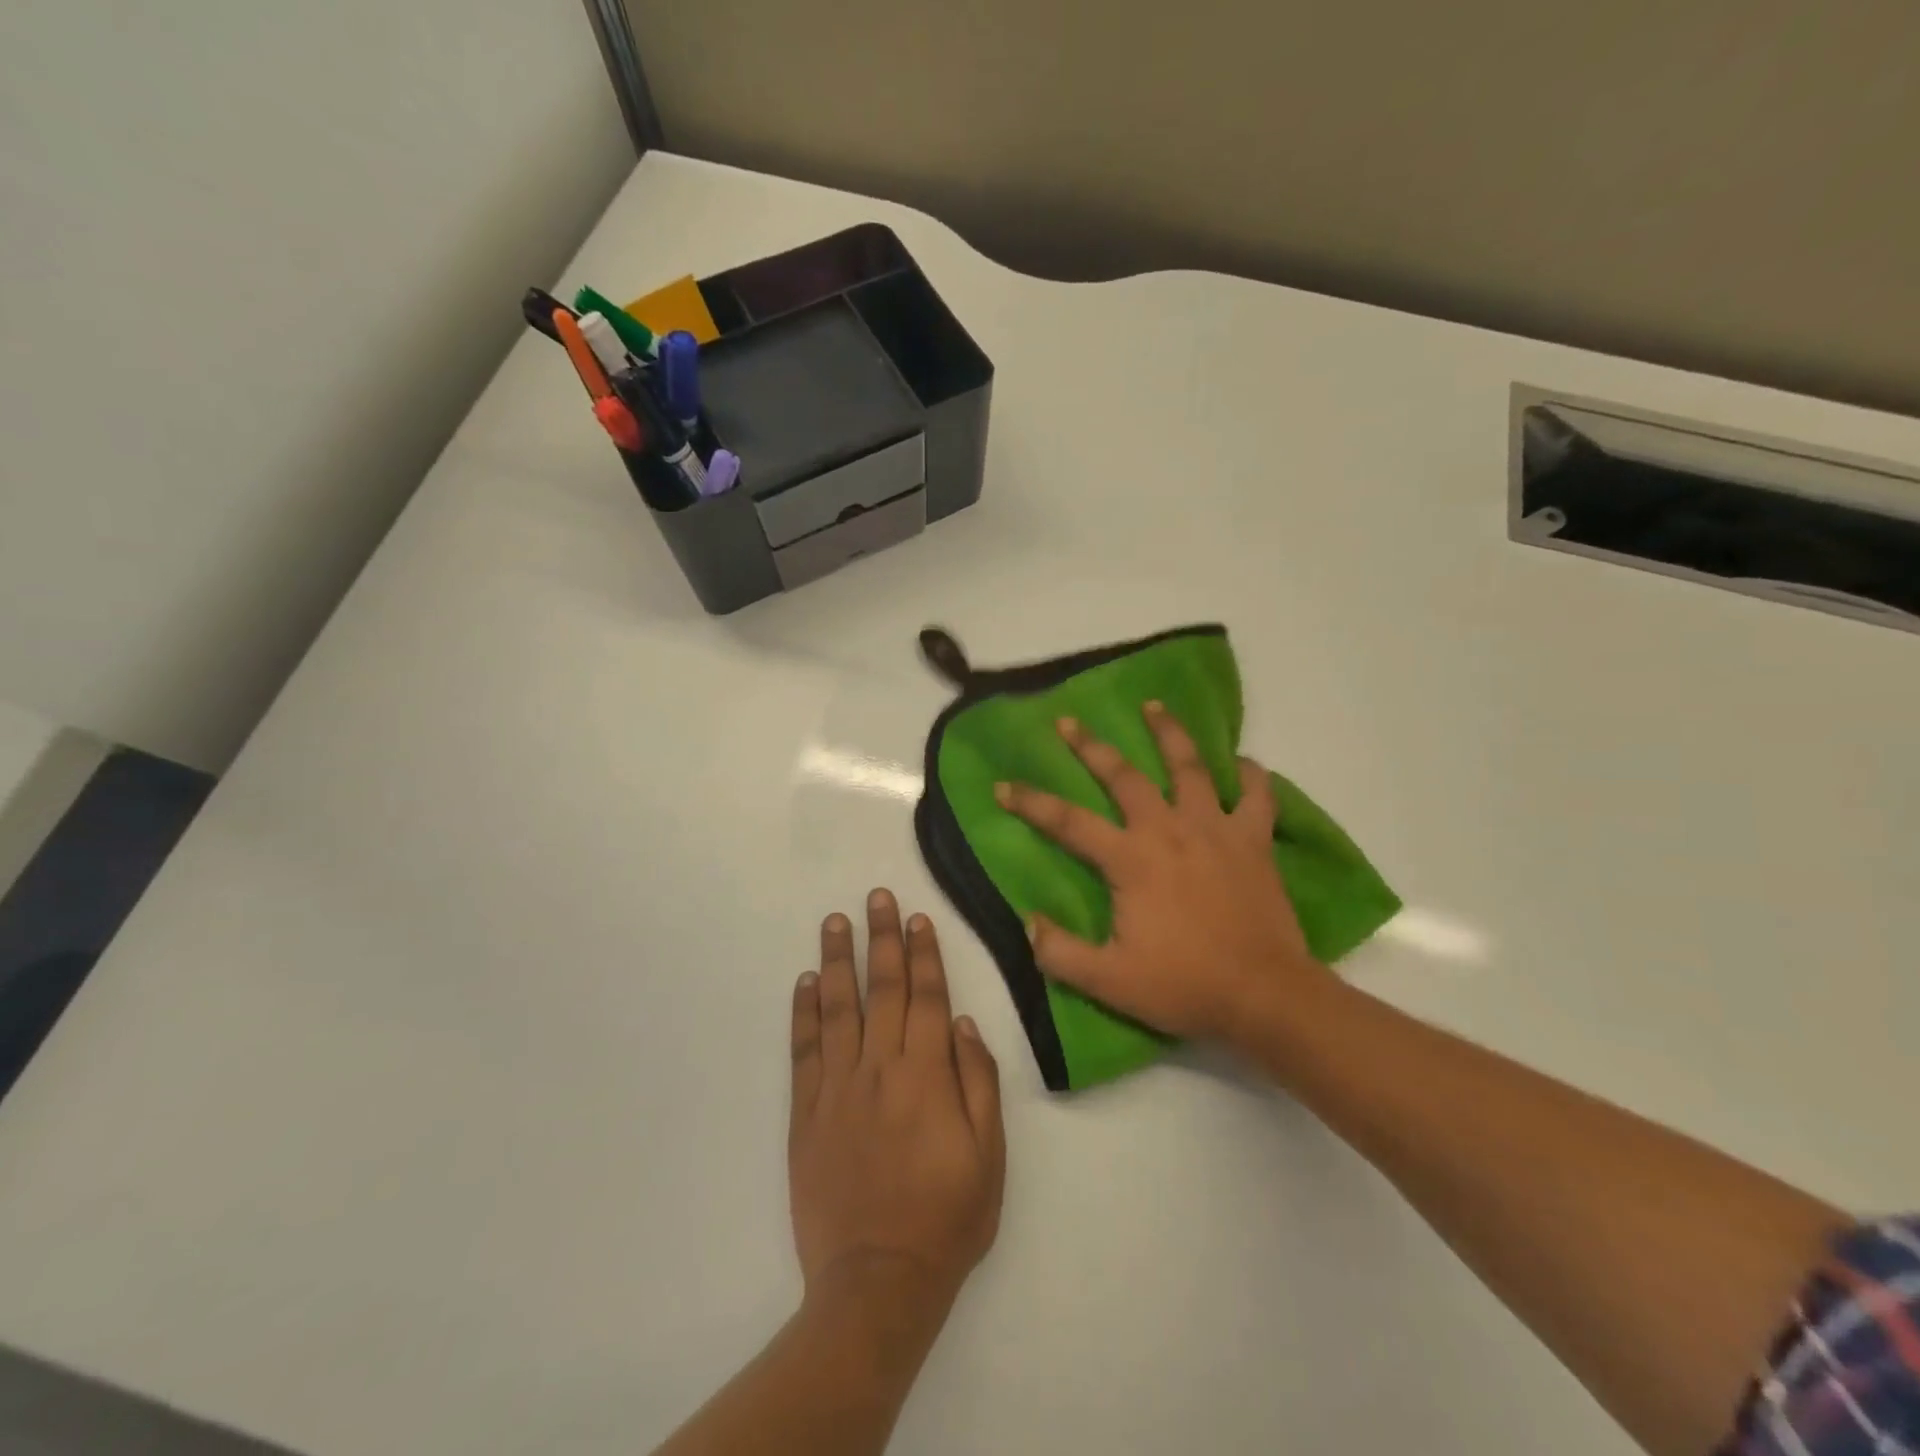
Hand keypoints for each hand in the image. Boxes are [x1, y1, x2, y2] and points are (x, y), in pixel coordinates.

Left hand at [789, 890, 1004, 1328]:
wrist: (878, 1282)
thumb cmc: (946, 1218)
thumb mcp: (989, 1156)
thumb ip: (979, 1082)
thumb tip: (965, 1024)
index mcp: (927, 1075)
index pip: (928, 998)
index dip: (924, 954)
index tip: (917, 917)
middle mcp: (881, 1068)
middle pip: (883, 990)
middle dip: (882, 938)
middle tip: (876, 896)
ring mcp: (838, 1088)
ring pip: (838, 1009)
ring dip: (838, 960)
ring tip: (835, 921)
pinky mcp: (807, 1113)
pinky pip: (804, 1052)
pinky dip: (804, 1013)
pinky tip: (805, 982)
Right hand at [995, 702, 1333, 1041]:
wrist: (1265, 996)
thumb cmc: (1184, 985)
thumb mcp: (1109, 981)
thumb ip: (1060, 953)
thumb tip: (1029, 922)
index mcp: (1130, 859)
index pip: (1068, 822)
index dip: (1031, 802)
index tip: (1003, 786)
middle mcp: (1168, 830)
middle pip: (1124, 776)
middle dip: (1091, 746)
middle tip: (1069, 721)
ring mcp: (1215, 829)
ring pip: (1190, 766)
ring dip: (1169, 733)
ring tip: (1154, 706)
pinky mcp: (1254, 840)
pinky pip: (1256, 795)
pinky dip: (1250, 775)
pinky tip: (1241, 763)